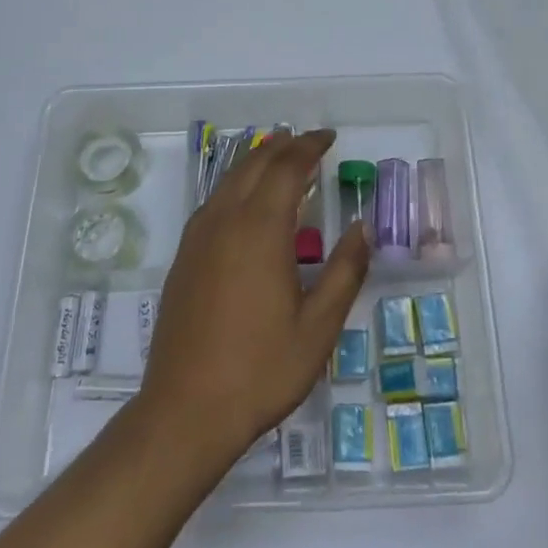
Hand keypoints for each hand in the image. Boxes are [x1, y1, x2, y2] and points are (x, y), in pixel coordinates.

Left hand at [139, 130, 370, 470]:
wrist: (185, 410)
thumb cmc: (260, 369)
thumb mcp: (318, 327)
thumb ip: (344, 271)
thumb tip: (363, 227)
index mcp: (260, 229)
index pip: (287, 168)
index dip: (309, 147)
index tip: (328, 137)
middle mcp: (225, 220)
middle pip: (254, 164)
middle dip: (283, 146)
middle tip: (308, 141)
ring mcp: (198, 238)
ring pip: (229, 179)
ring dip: (257, 160)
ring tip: (279, 155)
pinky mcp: (184, 257)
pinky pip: (213, 201)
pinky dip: (236, 184)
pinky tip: (244, 200)